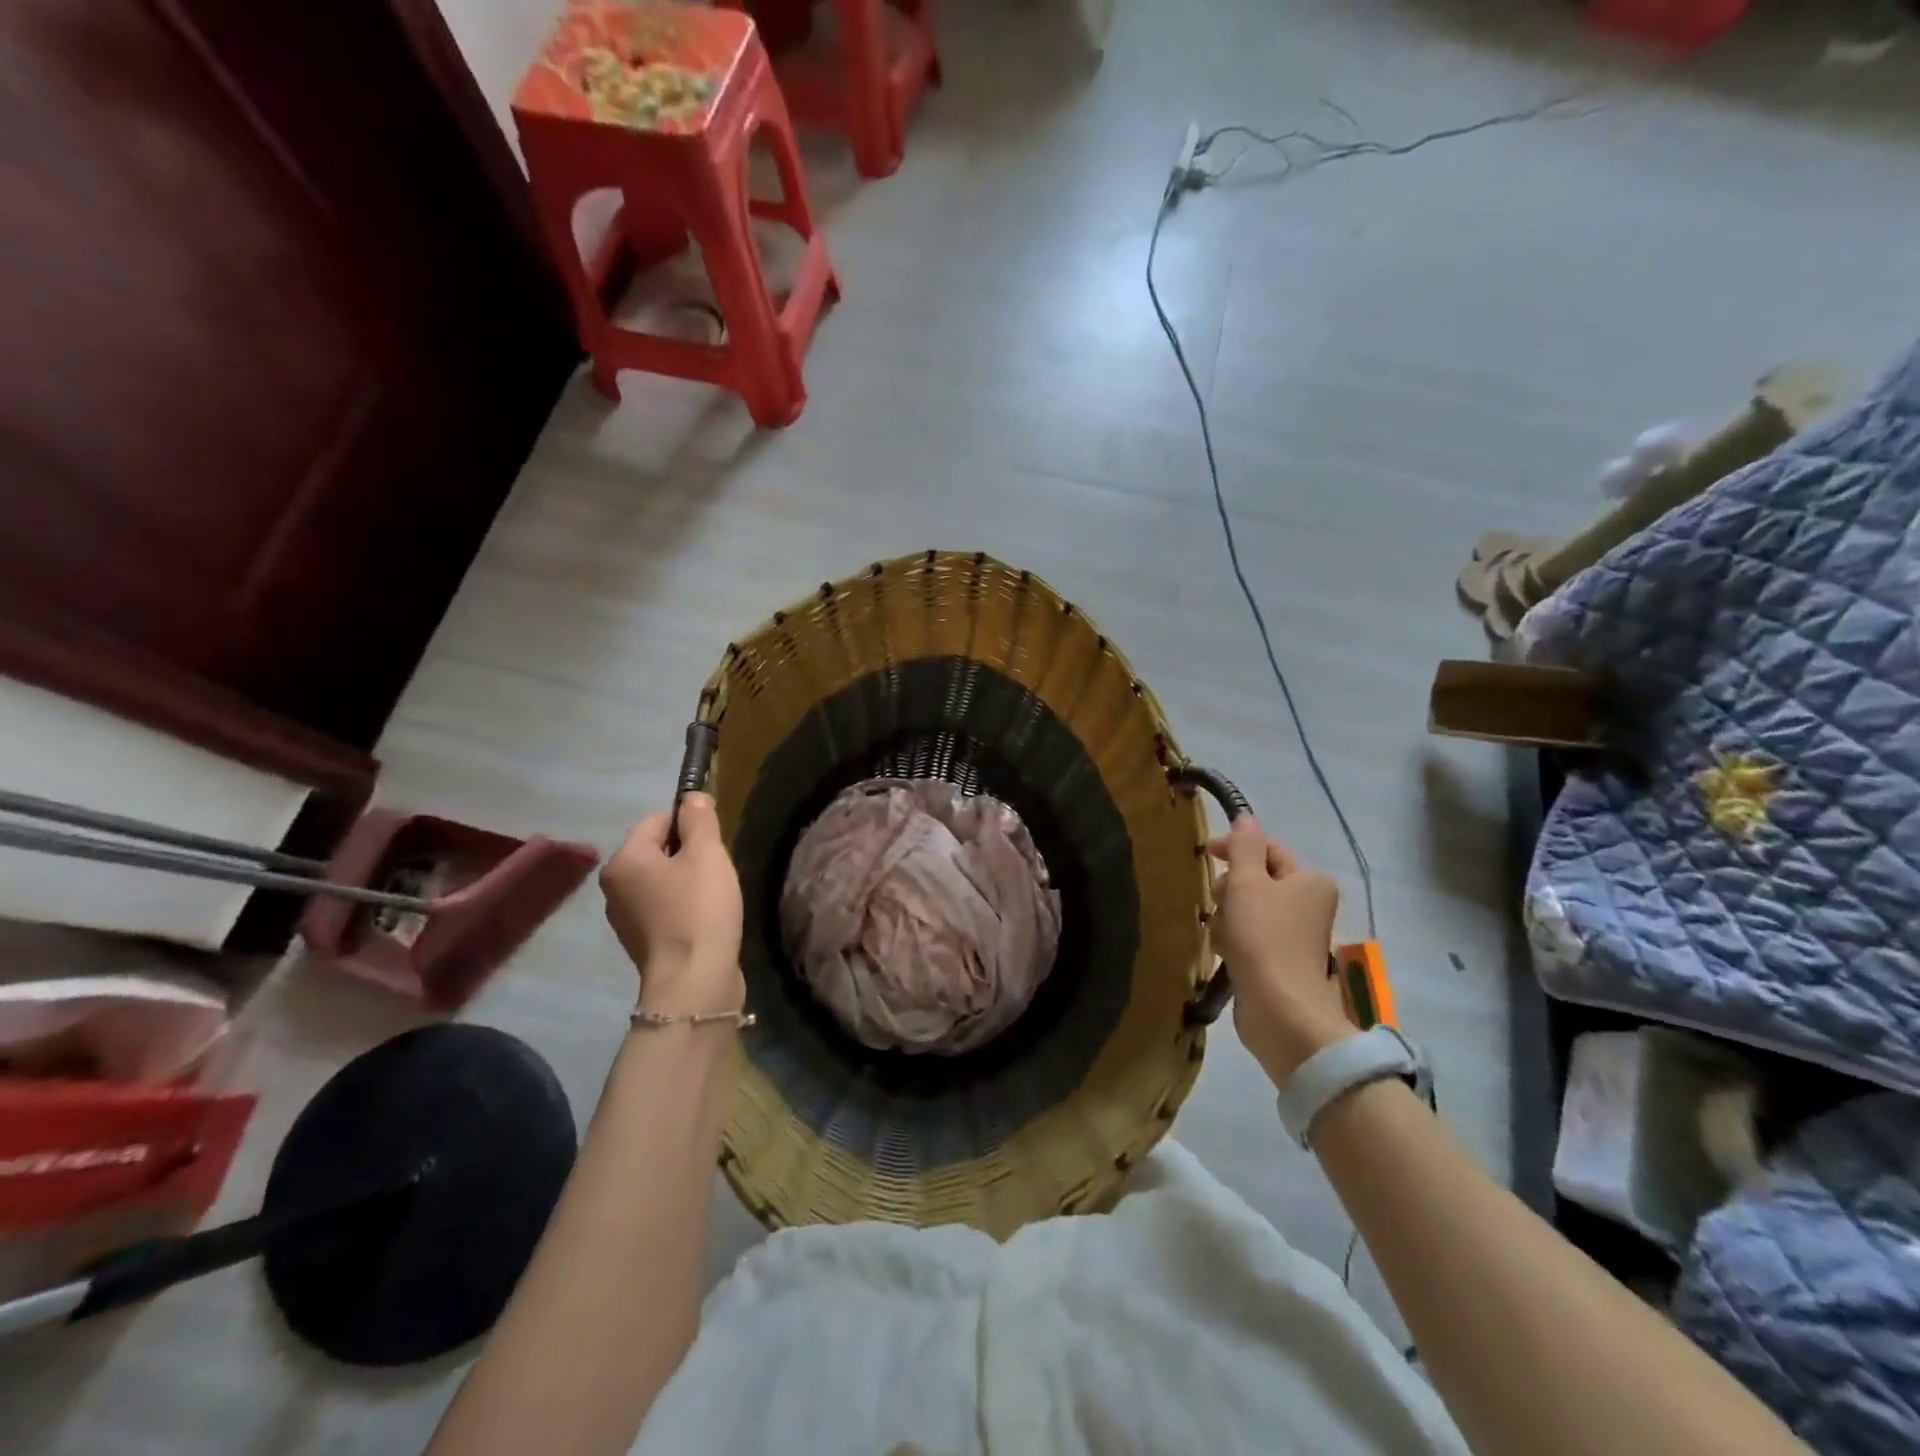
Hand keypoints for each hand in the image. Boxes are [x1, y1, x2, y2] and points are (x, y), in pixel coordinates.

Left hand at [601, 794, 744, 1016]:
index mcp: (624, 860)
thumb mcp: (706, 854)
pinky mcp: (642, 941)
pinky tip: (705, 918)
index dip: (690, 822)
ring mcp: (625, 917)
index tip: (715, 841)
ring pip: (662, 879)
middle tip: (717, 869)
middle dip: (690, 853)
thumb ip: (699, 819)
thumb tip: (692, 796)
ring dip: (688, 880)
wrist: (694, 981)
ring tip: (714, 896)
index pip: (657, 819)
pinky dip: (684, 906)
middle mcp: (615, 886)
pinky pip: (664, 907)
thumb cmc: (699, 909)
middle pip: (658, 849)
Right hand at [1208, 815, 1355, 1085]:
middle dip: (1231, 887)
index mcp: (1311, 880)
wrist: (1280, 1009)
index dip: (1235, 847)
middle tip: (1218, 900)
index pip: (1268, 849)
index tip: (1204, 853)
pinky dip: (1234, 940)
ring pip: (1249, 909)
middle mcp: (1310, 904)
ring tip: (1221, 933)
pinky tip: (1224, 952)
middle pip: (1257, 880)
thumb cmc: (1264, 937)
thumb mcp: (1248, 882)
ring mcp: (1296, 936)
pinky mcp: (1281, 962)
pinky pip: (1250, 937)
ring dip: (1228, 916)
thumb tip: (1245, 818)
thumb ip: (1244, 846)